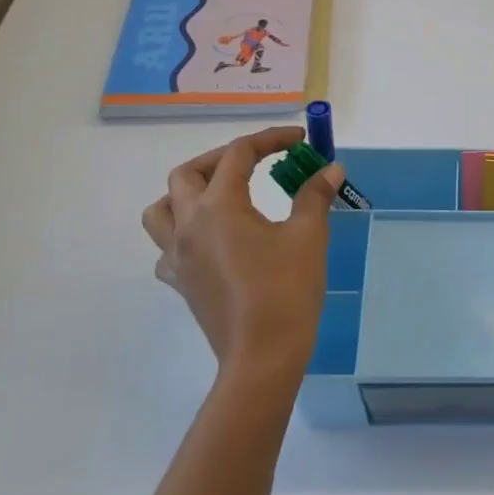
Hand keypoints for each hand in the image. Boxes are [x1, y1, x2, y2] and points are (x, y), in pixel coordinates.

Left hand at [141, 127, 342, 382]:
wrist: (262, 354)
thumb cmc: (286, 289)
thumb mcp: (308, 235)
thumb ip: (315, 195)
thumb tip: (331, 169)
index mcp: (219, 206)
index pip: (239, 154)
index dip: (270, 140)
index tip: (298, 140)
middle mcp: (188, 224)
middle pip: (188, 173)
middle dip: (222, 158)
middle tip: (257, 161)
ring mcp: (177, 256)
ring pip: (162, 208)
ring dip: (188, 191)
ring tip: (220, 194)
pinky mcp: (180, 282)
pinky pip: (167, 247)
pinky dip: (184, 233)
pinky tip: (212, 241)